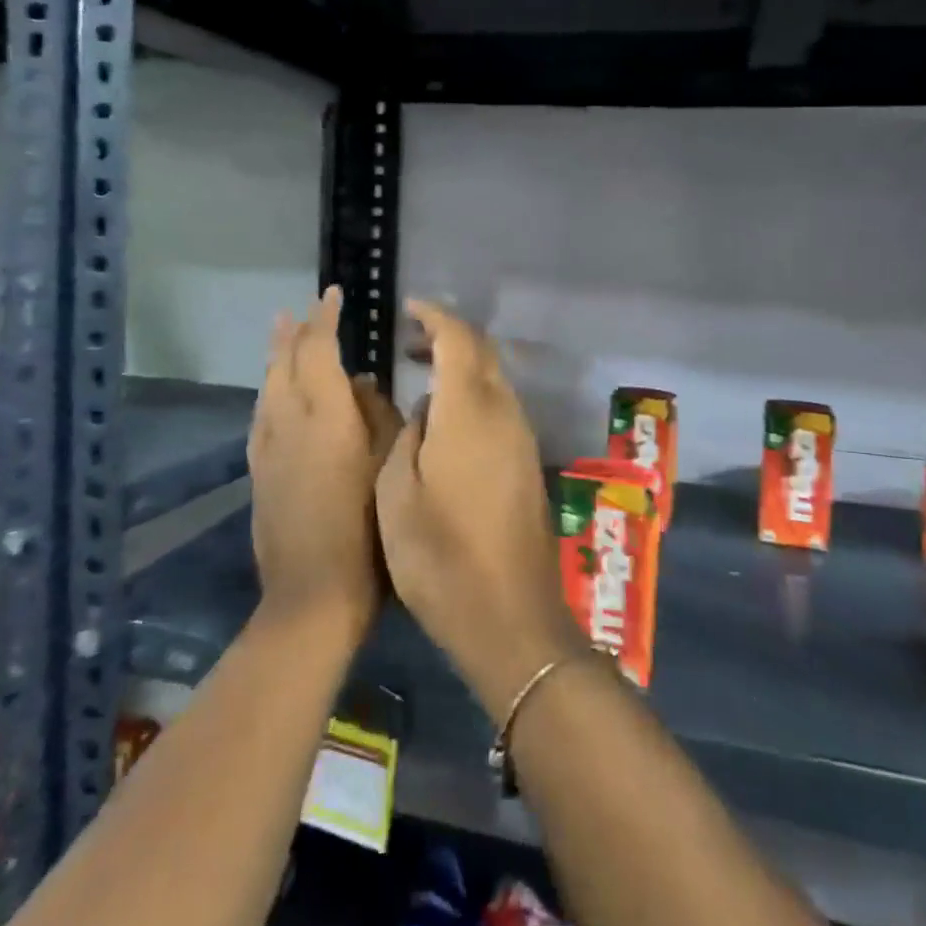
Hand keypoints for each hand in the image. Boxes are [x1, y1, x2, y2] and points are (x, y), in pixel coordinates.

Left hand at [250, 286, 402, 631]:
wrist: (312, 594)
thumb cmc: (367, 529)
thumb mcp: (388, 465)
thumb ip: (377, 416)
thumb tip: (361, 383)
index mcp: (327, 415)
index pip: (320, 350)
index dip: (326, 318)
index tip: (334, 293)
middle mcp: (290, 421)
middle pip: (287, 362)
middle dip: (297, 331)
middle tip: (303, 308)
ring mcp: (267, 446)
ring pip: (268, 385)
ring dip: (276, 355)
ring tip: (281, 331)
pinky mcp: (257, 470)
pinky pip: (260, 413)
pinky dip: (268, 389)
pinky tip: (271, 390)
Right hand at [377, 300, 584, 718]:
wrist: (509, 615)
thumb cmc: (439, 556)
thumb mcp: (397, 494)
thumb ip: (408, 436)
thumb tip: (425, 409)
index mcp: (469, 412)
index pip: (459, 339)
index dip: (435, 316)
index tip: (409, 309)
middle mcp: (504, 413)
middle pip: (483, 353)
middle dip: (449, 336)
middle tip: (410, 341)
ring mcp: (522, 438)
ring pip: (495, 380)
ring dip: (463, 366)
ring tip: (422, 377)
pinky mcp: (528, 463)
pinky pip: (501, 407)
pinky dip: (474, 394)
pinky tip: (447, 420)